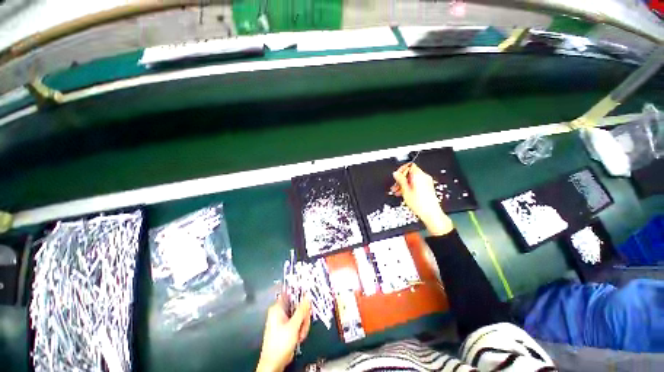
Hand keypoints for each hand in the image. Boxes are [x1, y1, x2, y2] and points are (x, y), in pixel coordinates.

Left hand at [256, 296, 311, 371]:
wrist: (274, 364)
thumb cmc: (280, 344)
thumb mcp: (293, 326)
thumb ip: (302, 310)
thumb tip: (308, 296)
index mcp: (277, 308)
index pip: (290, 293)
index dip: (299, 293)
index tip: (307, 297)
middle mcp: (280, 312)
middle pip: (297, 305)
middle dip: (303, 316)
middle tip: (303, 324)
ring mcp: (284, 320)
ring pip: (299, 314)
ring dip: (303, 324)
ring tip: (300, 334)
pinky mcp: (287, 327)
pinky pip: (298, 322)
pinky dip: (301, 329)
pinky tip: (299, 337)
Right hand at [392, 163, 453, 235]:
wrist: (431, 214)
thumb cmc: (420, 204)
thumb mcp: (405, 191)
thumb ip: (400, 180)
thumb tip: (396, 173)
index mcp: (419, 175)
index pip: (410, 166)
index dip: (401, 170)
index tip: (396, 176)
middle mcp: (424, 177)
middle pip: (410, 173)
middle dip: (401, 179)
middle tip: (395, 186)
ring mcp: (426, 182)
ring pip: (412, 179)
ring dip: (404, 184)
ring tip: (398, 192)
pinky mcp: (427, 188)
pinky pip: (416, 183)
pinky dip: (410, 186)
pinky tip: (404, 194)